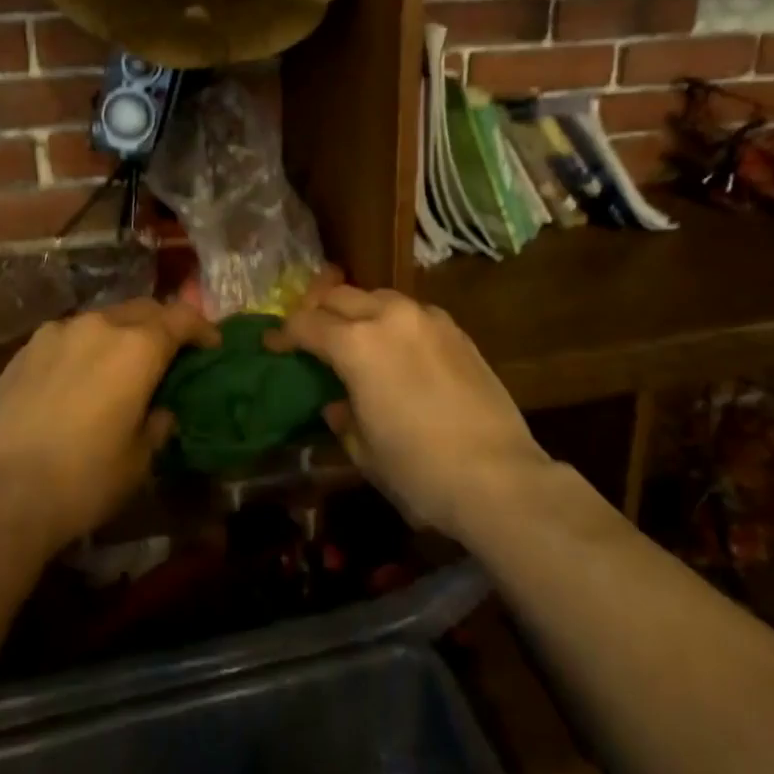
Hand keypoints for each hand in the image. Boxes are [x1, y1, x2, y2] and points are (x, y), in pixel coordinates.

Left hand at [0, 299, 217, 555]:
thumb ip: (156, 425)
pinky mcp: (24, 351)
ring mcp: (55, 334)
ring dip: (121, 334)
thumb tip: (159, 411)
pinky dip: (85, 347)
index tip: (211, 345)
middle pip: (142, 309)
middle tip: (170, 352)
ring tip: (120, 366)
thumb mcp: (138, 460)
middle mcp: (98, 326)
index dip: (201, 328)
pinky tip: (78, 378)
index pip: (181, 318)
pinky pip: (68, 336)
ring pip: (102, 320)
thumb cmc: (83, 480)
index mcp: (136, 348)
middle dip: (162, 325)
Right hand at [269, 284, 552, 540]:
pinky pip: (412, 313)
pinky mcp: (457, 331)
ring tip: (355, 338)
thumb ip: (342, 417)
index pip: (307, 324)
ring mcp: (428, 319)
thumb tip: (337, 403)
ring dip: (358, 311)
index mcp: (356, 344)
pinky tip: (398, 349)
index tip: (273, 345)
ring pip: (379, 297)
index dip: (284, 334)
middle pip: (340, 296)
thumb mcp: (364, 450)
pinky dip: (394, 322)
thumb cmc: (419, 471)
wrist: (499, 477)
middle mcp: (390, 317)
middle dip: (318, 311)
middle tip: (310, 334)